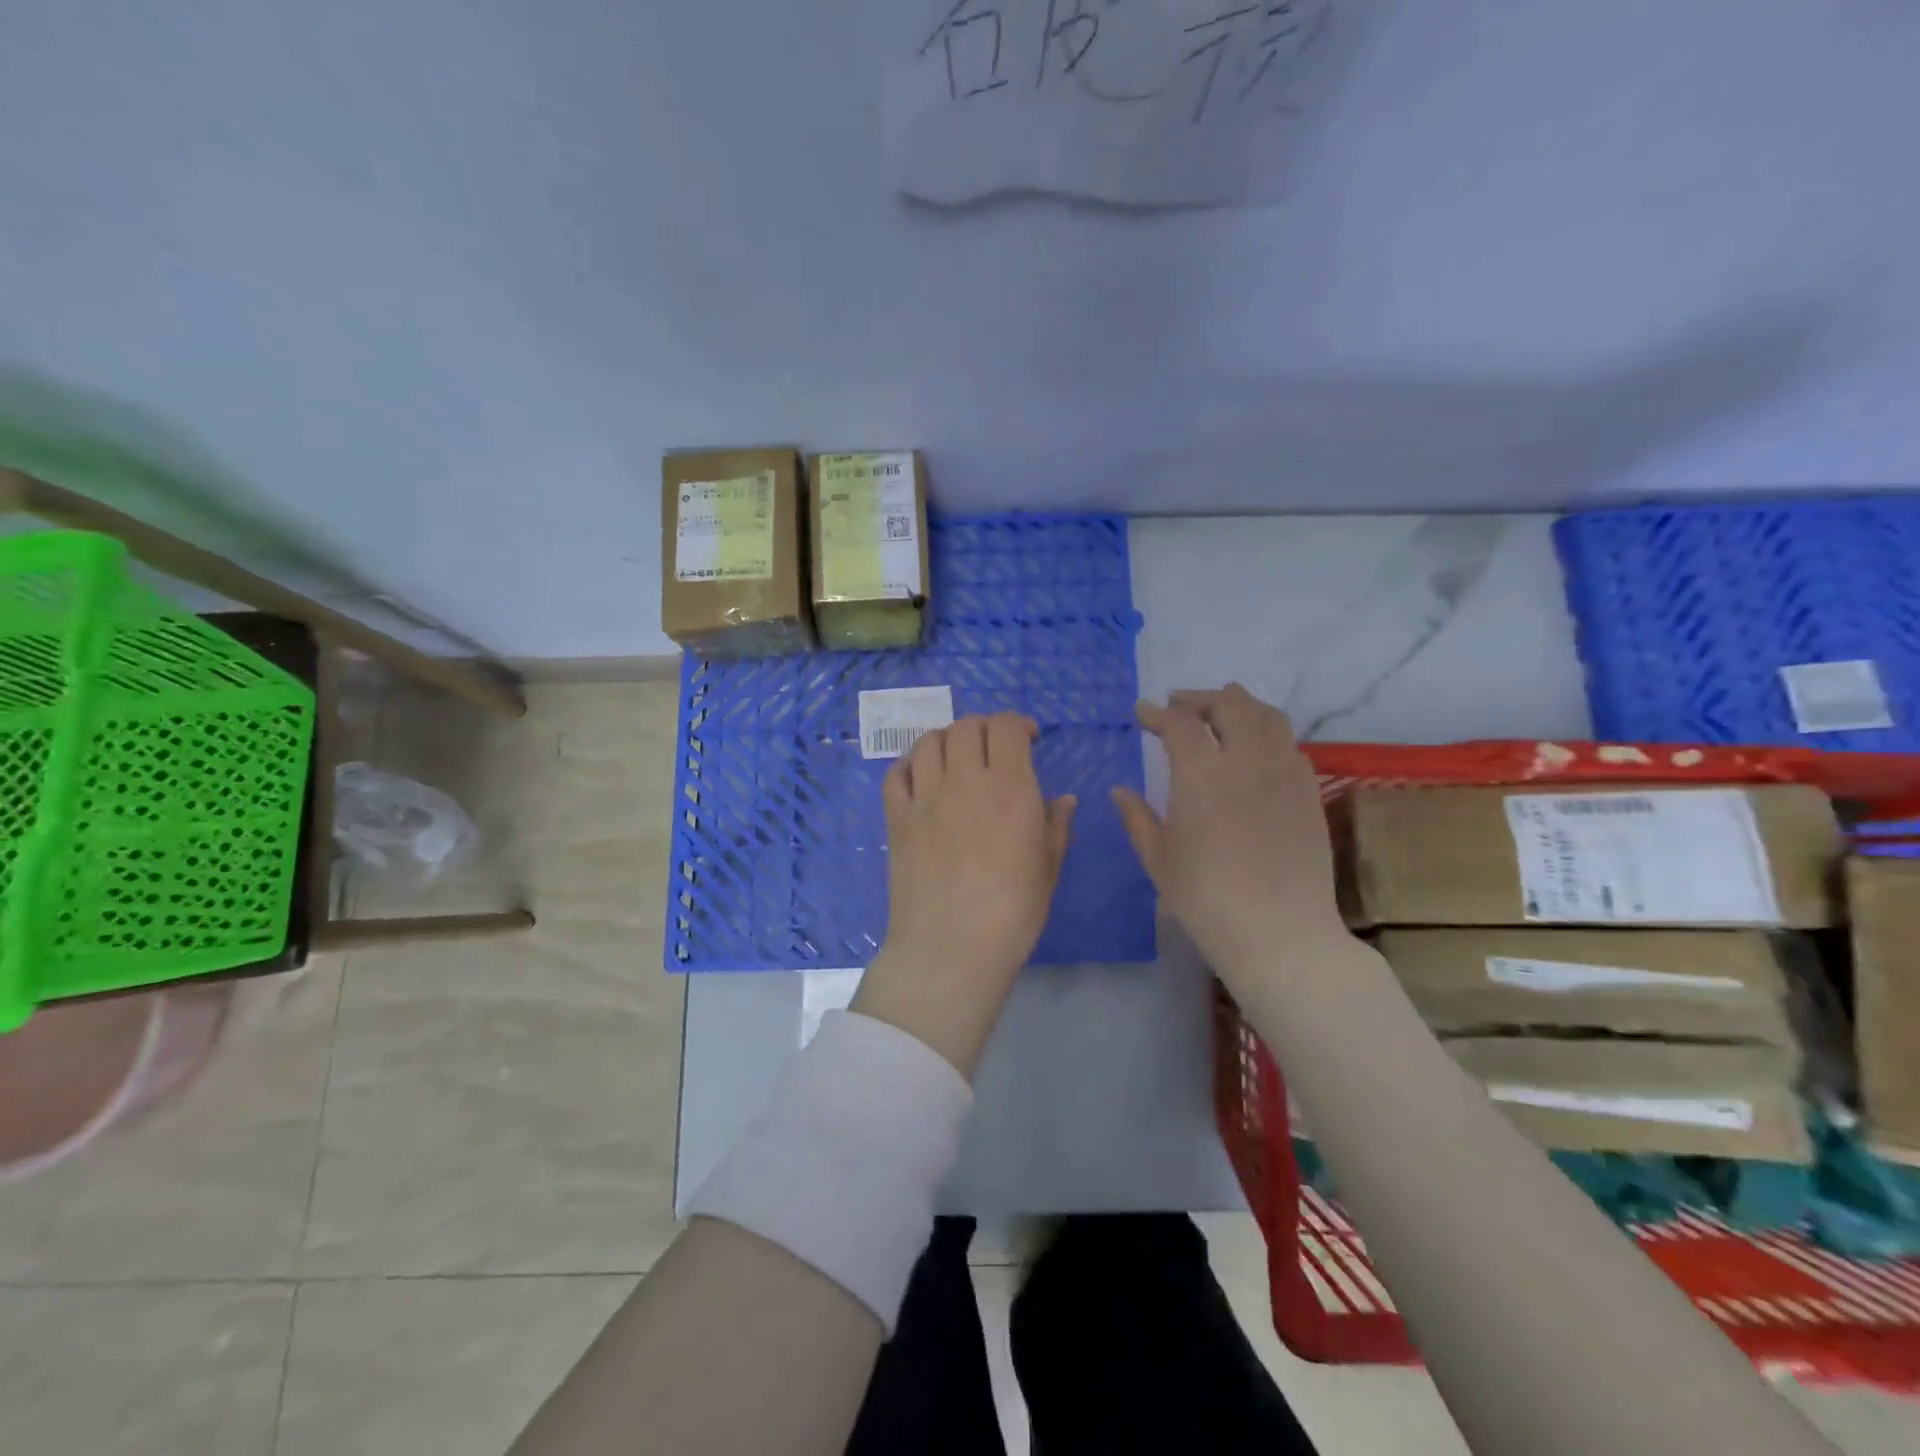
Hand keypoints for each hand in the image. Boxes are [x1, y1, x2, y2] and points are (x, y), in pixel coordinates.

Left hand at [852, 713, 1076, 1078]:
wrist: (951, 948)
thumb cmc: (1012, 913)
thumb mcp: (1048, 868)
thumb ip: (1056, 825)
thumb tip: (1064, 799)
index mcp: (1009, 789)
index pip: (1006, 727)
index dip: (1019, 724)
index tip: (1028, 740)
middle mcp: (965, 781)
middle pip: (966, 727)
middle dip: (984, 728)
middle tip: (994, 749)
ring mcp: (925, 798)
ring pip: (929, 742)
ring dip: (947, 740)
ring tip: (957, 759)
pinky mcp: (897, 819)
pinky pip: (896, 775)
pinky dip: (910, 766)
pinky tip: (922, 780)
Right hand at [1112, 685, 1348, 993]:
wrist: (1279, 932)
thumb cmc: (1205, 898)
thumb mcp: (1158, 858)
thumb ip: (1137, 818)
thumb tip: (1119, 791)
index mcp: (1201, 774)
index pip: (1179, 723)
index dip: (1157, 713)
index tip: (1142, 712)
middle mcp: (1246, 760)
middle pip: (1228, 705)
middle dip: (1199, 699)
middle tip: (1179, 705)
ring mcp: (1284, 773)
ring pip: (1267, 716)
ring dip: (1239, 705)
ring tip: (1222, 713)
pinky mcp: (1309, 792)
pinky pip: (1289, 745)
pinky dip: (1267, 733)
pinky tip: (1256, 750)